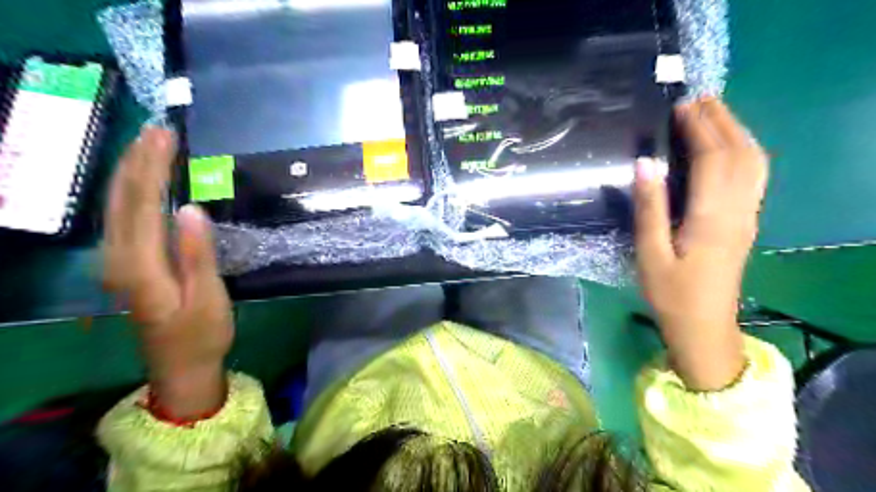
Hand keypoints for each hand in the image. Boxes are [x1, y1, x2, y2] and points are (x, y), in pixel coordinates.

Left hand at [102, 125, 232, 416]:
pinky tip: (142, 181)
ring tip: (148, 144)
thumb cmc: (202, 334)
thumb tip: (191, 209)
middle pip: (121, 200)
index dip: (152, 168)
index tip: (166, 137)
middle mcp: (118, 259)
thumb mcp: (208, 298)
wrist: (181, 367)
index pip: (142, 205)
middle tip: (157, 130)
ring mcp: (118, 262)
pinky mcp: (126, 264)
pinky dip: (131, 191)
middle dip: (137, 161)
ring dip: (131, 172)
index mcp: (140, 266)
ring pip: (116, 206)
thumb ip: (198, 255)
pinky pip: (123, 218)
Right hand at [638, 98, 767, 390]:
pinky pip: (754, 175)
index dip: (699, 128)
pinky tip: (729, 148)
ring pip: (754, 161)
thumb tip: (644, 164)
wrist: (704, 326)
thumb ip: (649, 208)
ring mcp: (748, 215)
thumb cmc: (671, 293)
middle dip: (721, 120)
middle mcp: (739, 209)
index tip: (680, 107)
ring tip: (713, 114)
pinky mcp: (747, 222)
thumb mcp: (650, 253)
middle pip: (740, 152)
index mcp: (712, 216)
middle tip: (697, 99)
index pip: (713, 158)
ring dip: (736, 131)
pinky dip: (744, 151)